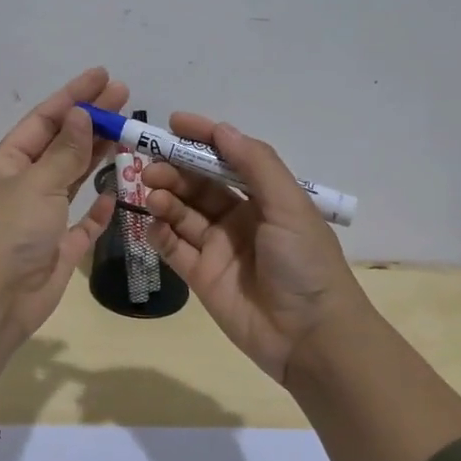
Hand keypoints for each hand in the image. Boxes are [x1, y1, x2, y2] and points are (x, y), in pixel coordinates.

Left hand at [0, 67, 127, 342]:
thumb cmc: (10, 231)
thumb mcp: (38, 183)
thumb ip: (65, 151)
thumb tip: (80, 113)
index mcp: (9, 163)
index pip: (45, 119)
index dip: (74, 95)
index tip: (104, 76)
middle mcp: (24, 185)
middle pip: (62, 145)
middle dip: (92, 120)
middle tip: (126, 98)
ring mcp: (41, 217)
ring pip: (73, 178)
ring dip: (97, 156)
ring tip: (127, 133)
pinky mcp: (59, 248)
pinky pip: (83, 222)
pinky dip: (98, 208)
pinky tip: (115, 192)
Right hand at [142, 116, 369, 382]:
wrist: (310, 337)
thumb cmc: (305, 263)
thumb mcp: (289, 206)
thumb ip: (255, 164)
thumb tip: (222, 130)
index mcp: (266, 197)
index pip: (228, 158)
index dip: (202, 138)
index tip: (173, 123)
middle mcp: (240, 218)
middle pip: (199, 185)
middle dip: (174, 170)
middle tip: (149, 166)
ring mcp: (218, 248)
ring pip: (182, 213)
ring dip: (164, 198)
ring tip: (150, 193)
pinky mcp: (201, 276)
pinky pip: (173, 247)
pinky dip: (159, 233)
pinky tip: (152, 223)